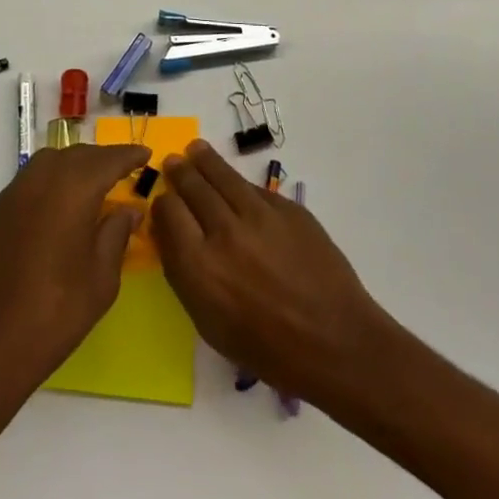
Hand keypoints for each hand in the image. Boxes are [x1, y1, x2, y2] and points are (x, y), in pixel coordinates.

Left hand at [0, 142, 150, 388]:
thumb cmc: (57, 313)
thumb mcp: (101, 278)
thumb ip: (116, 234)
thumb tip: (129, 208)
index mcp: (72, 190)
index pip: (107, 160)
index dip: (128, 155)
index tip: (145, 153)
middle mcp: (39, 180)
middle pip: (75, 155)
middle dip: (100, 159)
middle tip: (121, 172)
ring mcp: (11, 195)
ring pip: (47, 164)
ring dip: (71, 167)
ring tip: (90, 187)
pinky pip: (26, 185)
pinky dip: (47, 186)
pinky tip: (55, 210)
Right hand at [155, 140, 397, 409]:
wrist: (336, 343)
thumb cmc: (268, 348)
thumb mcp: (209, 323)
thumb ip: (184, 274)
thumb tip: (171, 234)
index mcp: (199, 266)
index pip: (168, 211)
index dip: (162, 203)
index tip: (163, 202)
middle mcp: (224, 232)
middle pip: (192, 186)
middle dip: (180, 173)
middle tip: (174, 162)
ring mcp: (259, 215)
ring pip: (222, 175)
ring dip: (204, 160)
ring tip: (196, 150)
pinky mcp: (287, 209)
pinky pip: (254, 188)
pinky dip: (238, 182)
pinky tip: (234, 182)